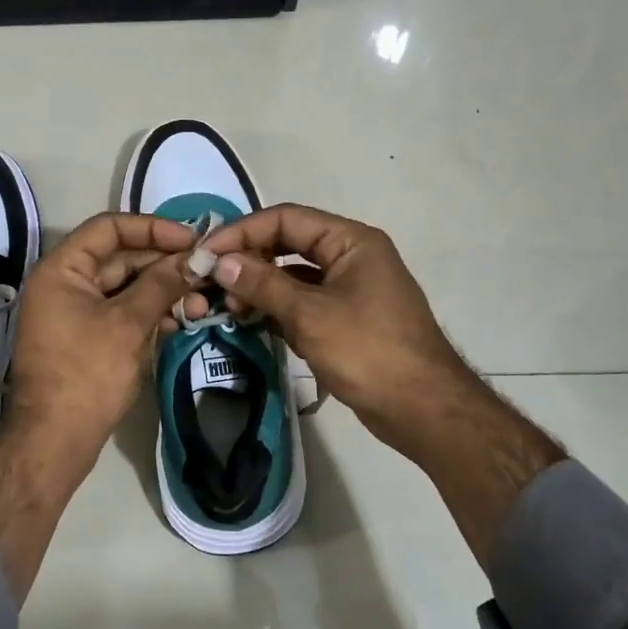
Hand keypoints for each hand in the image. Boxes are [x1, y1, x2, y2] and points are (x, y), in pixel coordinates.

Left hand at [4, 211, 201, 480]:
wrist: (55, 440)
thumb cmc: (87, 373)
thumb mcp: (128, 324)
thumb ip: (162, 283)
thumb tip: (195, 258)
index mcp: (62, 269)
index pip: (109, 228)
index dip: (152, 228)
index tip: (192, 239)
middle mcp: (65, 283)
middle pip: (121, 258)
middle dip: (165, 264)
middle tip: (206, 272)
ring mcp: (75, 312)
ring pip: (126, 287)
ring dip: (163, 291)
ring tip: (202, 303)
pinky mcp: (88, 337)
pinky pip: (123, 312)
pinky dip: (151, 313)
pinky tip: (183, 319)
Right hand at [195, 205, 469, 453]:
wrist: (422, 409)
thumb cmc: (368, 351)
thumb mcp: (310, 314)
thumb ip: (263, 284)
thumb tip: (221, 262)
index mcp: (350, 241)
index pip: (286, 219)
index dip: (242, 232)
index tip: (205, 253)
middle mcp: (350, 257)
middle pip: (288, 244)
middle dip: (248, 260)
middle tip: (211, 282)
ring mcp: (349, 289)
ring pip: (293, 276)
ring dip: (259, 286)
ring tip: (226, 306)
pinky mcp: (345, 319)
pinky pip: (302, 302)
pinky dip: (275, 308)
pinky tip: (250, 321)